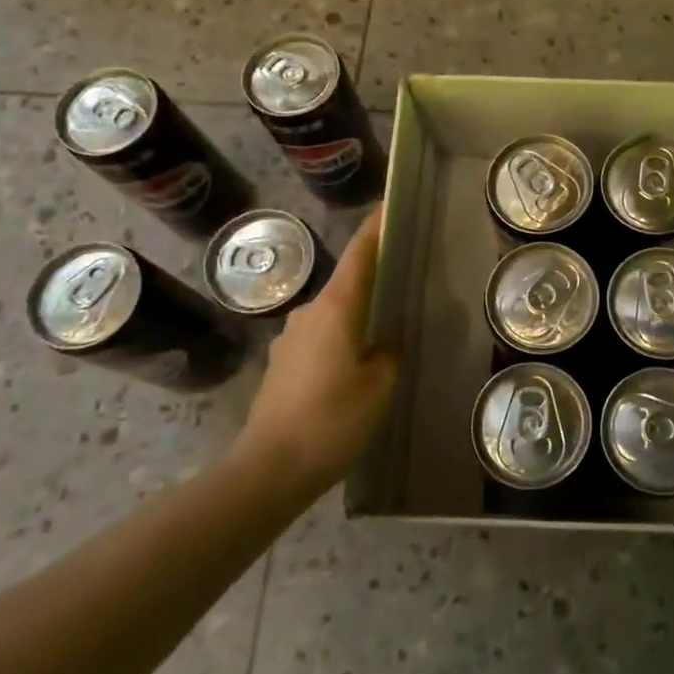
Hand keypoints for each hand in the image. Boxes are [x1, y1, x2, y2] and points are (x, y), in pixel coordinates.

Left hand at [234, 208, 398, 508]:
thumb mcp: (379, 385)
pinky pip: (320, 337)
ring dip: (357, 313)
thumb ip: (389, 352)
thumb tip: (386, 339)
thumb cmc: (332, 420)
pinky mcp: (282, 364)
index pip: (359, 253)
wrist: (268, 469)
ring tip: (384, 329)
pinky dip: (341, 338)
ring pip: (333, 313)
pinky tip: (354, 366)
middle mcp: (309, 313)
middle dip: (374, 275)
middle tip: (405, 278)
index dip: (376, 227)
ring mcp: (290, 338)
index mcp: (336, 307)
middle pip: (347, 281)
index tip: (392, 204)